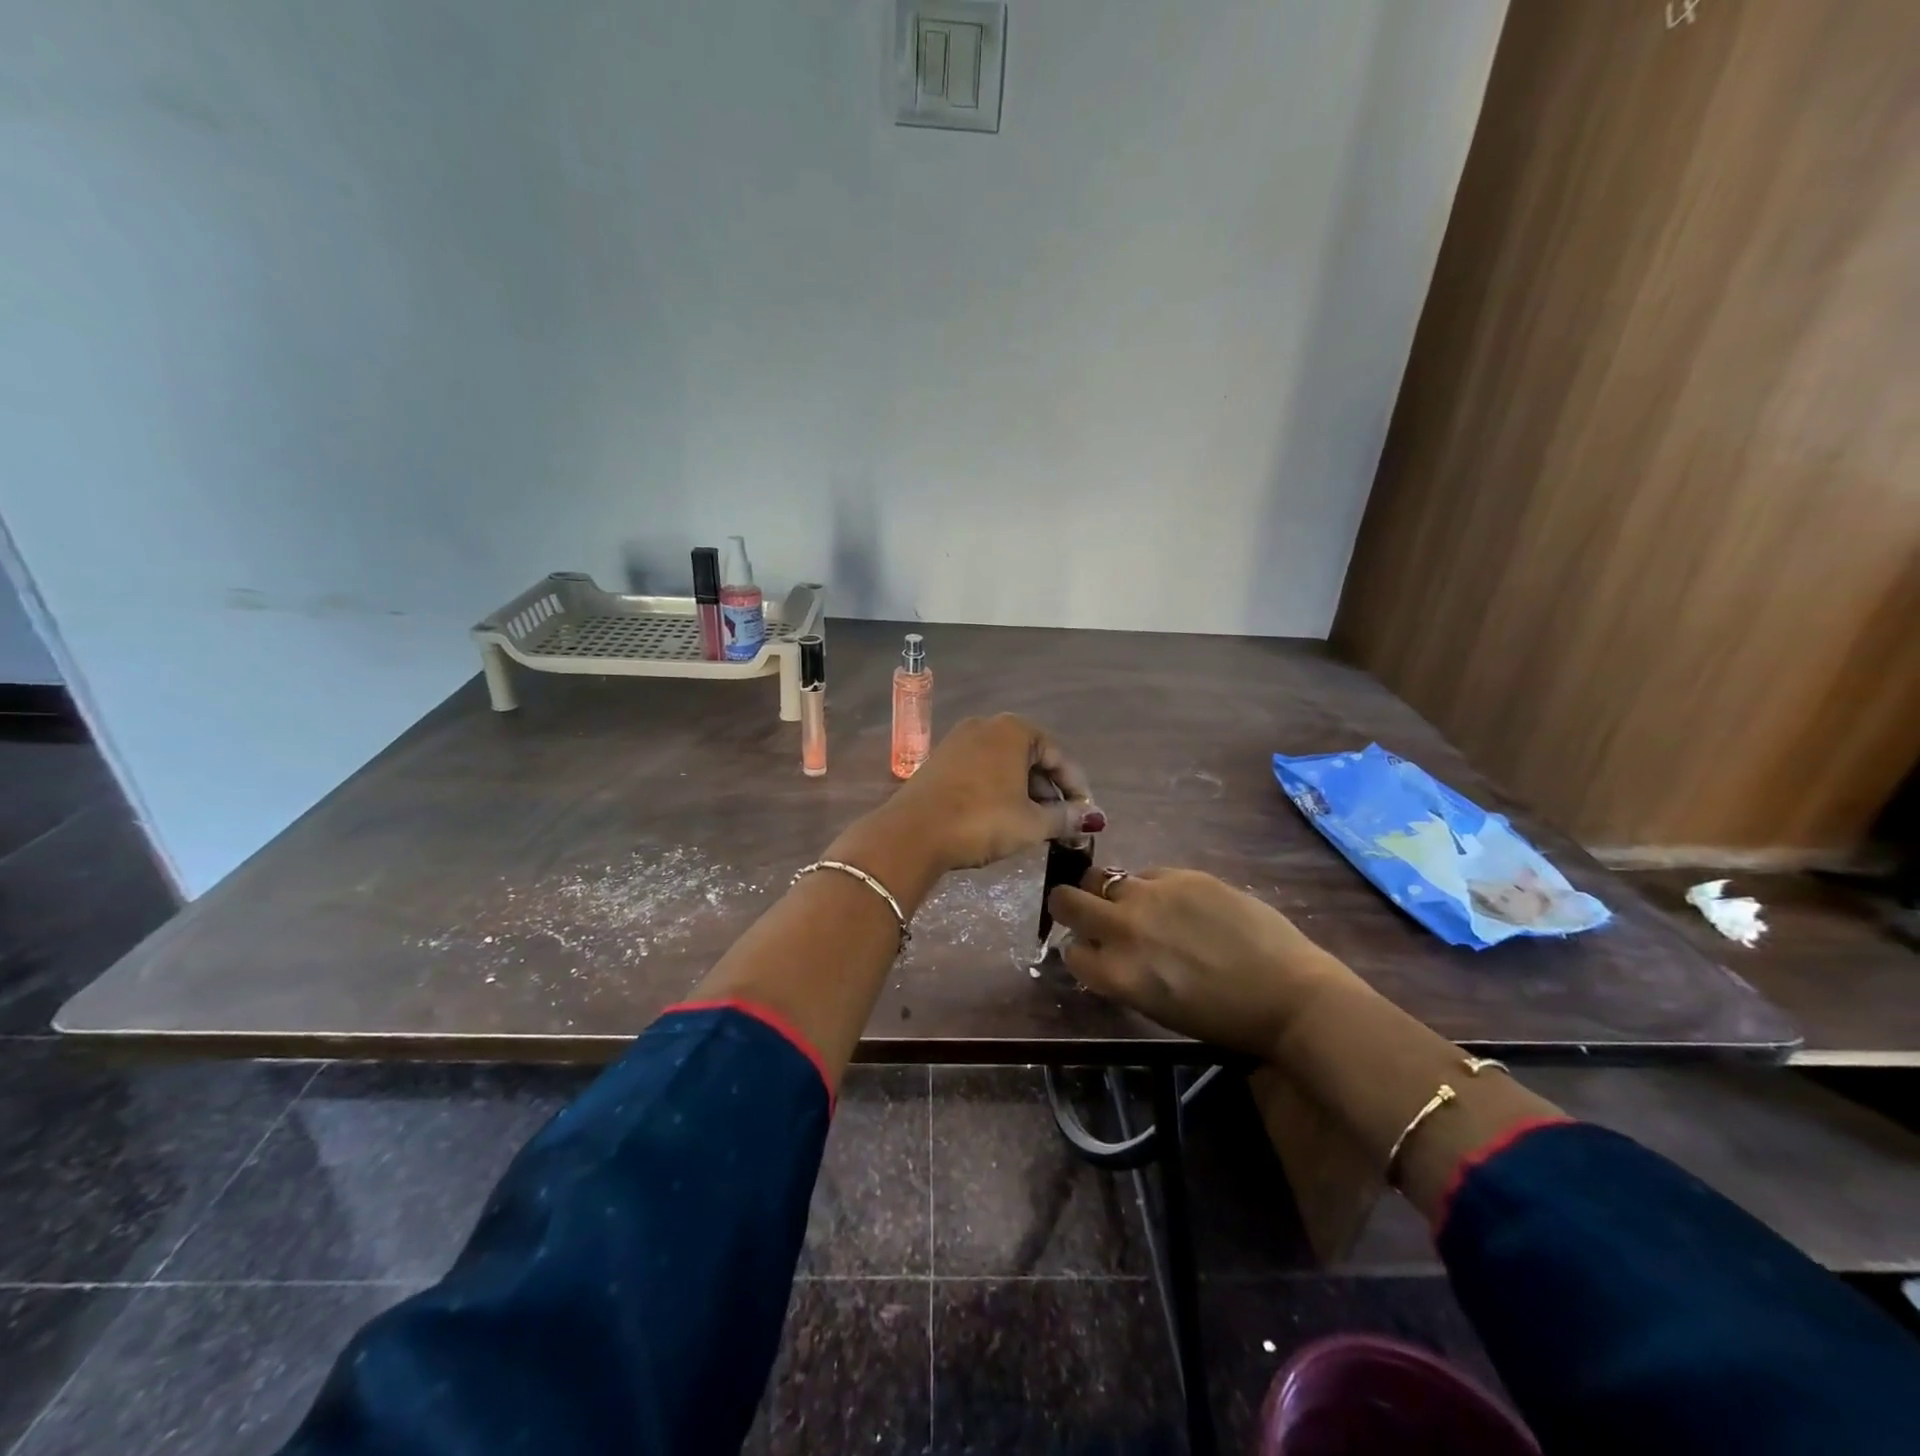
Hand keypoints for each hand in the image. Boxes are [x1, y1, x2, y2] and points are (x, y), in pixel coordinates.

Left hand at [882, 714, 1102, 874]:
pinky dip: (998, 790)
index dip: (1077, 788)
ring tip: (1034, 824)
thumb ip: (1066, 817)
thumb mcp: (1031, 823)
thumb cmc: (981, 821)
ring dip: (1024, 792)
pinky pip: (981, 771)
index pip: (1059, 756)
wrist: (912, 833)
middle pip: (1031, 757)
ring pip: (1005, 765)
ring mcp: (958, 741)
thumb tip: (1093, 818)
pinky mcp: (939, 761)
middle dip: (1049, 791)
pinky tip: (1001, 817)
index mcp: (1014, 730)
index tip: (1086, 816)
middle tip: (1061, 823)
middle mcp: (986, 725)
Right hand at [1046, 867, 1351, 1058]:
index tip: (1094, 952)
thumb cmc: (1222, 1017)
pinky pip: (1147, 873)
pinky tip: (1180, 904)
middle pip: (1065, 899)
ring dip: (1110, 892)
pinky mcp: (1182, 874)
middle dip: (1069, 906)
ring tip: (1138, 905)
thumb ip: (1120, 973)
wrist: (1288, 993)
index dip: (1080, 950)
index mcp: (1116, 972)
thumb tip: (1103, 949)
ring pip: (1103, 877)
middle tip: (1088, 912)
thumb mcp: (1155, 1006)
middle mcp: (1123, 927)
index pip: (1069, 950)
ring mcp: (1152, 894)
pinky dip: (1151, 887)